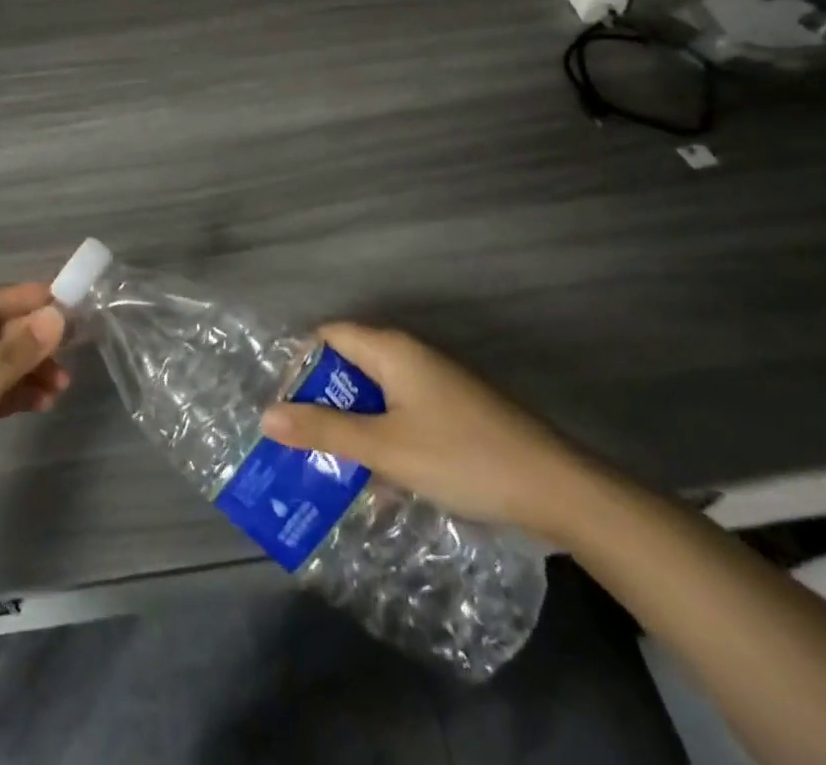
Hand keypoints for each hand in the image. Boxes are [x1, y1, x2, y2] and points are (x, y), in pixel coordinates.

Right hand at [260, 322, 591, 540]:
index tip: (282, 406)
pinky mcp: (455, 413)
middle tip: (298, 444)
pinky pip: (403, 417)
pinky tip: (380, 487)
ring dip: (354, 430)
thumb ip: (324, 430)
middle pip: (351, 368)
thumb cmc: (462, 457)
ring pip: (377, 398)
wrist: (559, 490)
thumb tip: (266, 415)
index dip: (300, 365)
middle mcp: (411, 357)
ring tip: (329, 471)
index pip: (328, 336)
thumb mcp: (385, 448)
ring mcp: (436, 385)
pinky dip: (385, 442)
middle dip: (323, 405)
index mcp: (391, 350)